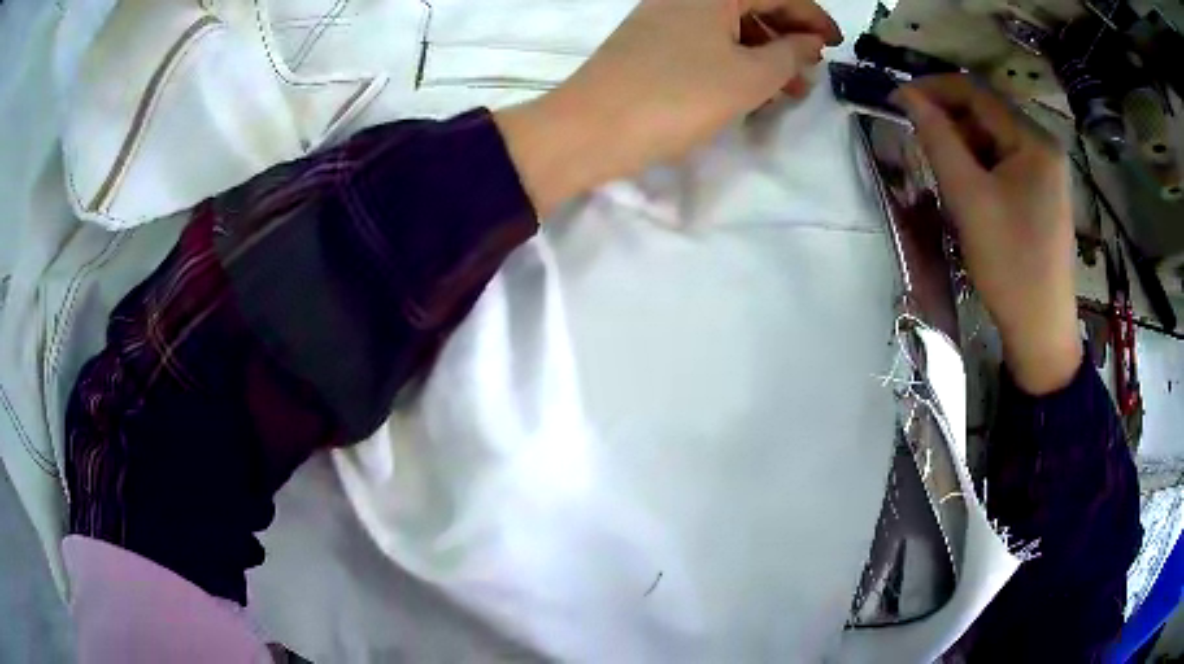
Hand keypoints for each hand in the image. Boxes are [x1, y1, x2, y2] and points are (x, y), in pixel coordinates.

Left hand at [497, 0, 841, 215]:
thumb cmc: (677, 96)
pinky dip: (735, 62)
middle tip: (812, 73)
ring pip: (730, 29)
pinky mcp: (651, 46)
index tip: (836, 45)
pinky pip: (707, 44)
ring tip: (789, 91)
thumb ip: (789, 54)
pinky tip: (750, 89)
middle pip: (752, 6)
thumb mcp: (749, 76)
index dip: (812, 16)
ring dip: (765, 54)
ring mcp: (664, 20)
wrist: (590, 129)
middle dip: (789, 37)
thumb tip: (808, 42)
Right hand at [893, 75, 1081, 394]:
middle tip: (919, 143)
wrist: (1041, 331)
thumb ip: (938, 139)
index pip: (977, 92)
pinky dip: (982, 168)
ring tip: (945, 176)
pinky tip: (970, 193)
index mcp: (1034, 141)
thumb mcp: (968, 198)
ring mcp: (1048, 172)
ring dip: (965, 147)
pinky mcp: (1044, 195)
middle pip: (988, 114)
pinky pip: (1006, 164)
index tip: (898, 100)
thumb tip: (907, 95)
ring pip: (995, 140)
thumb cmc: (1009, 265)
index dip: (934, 89)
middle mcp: (1045, 147)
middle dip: (950, 122)